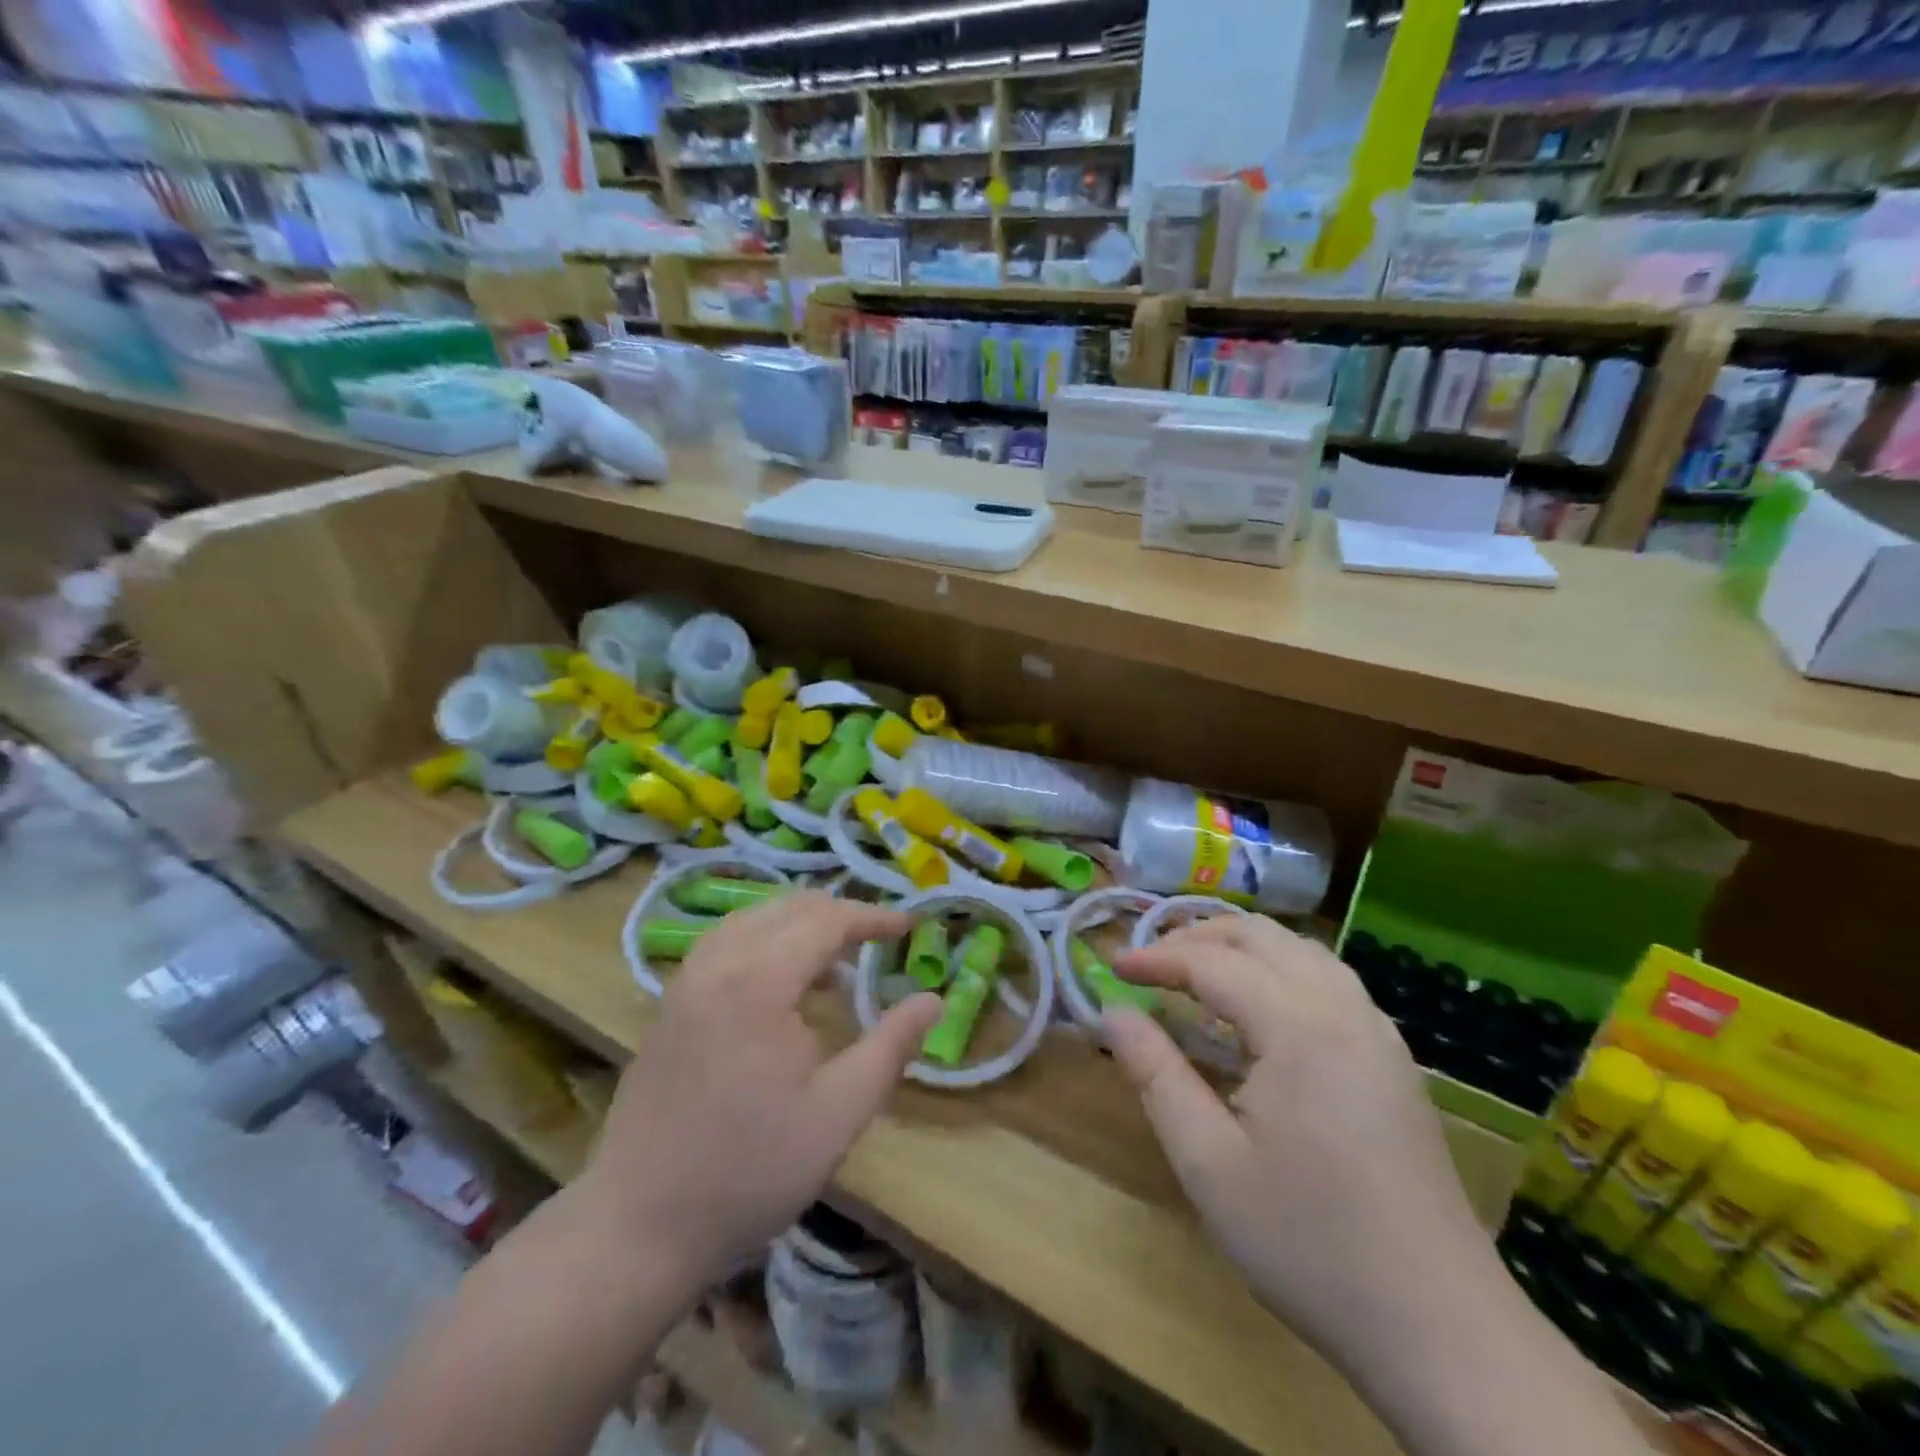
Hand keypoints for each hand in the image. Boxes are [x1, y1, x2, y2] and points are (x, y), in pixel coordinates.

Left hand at [571, 893, 940, 1294]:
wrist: (638, 1225)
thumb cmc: (750, 1170)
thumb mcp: (839, 1113)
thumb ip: (890, 1046)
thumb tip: (933, 999)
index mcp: (759, 981)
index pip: (826, 919)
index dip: (872, 916)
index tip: (909, 924)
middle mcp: (717, 963)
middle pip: (788, 908)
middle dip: (839, 914)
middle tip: (879, 938)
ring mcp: (686, 980)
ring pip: (753, 918)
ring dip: (800, 924)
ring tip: (836, 959)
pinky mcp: (670, 1003)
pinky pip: (726, 942)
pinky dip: (765, 940)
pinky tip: (781, 982)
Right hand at [1104, 916, 1492, 1379]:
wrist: (1443, 1330)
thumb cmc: (1309, 1244)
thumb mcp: (1208, 1163)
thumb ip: (1155, 1075)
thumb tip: (1113, 1013)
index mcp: (1299, 1027)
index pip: (1212, 963)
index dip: (1157, 958)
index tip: (1113, 968)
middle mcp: (1344, 1010)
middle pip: (1262, 937)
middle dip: (1198, 937)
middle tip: (1152, 963)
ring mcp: (1378, 1033)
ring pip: (1302, 951)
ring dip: (1243, 947)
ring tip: (1198, 973)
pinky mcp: (1394, 1061)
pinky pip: (1330, 981)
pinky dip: (1281, 970)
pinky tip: (1262, 1011)